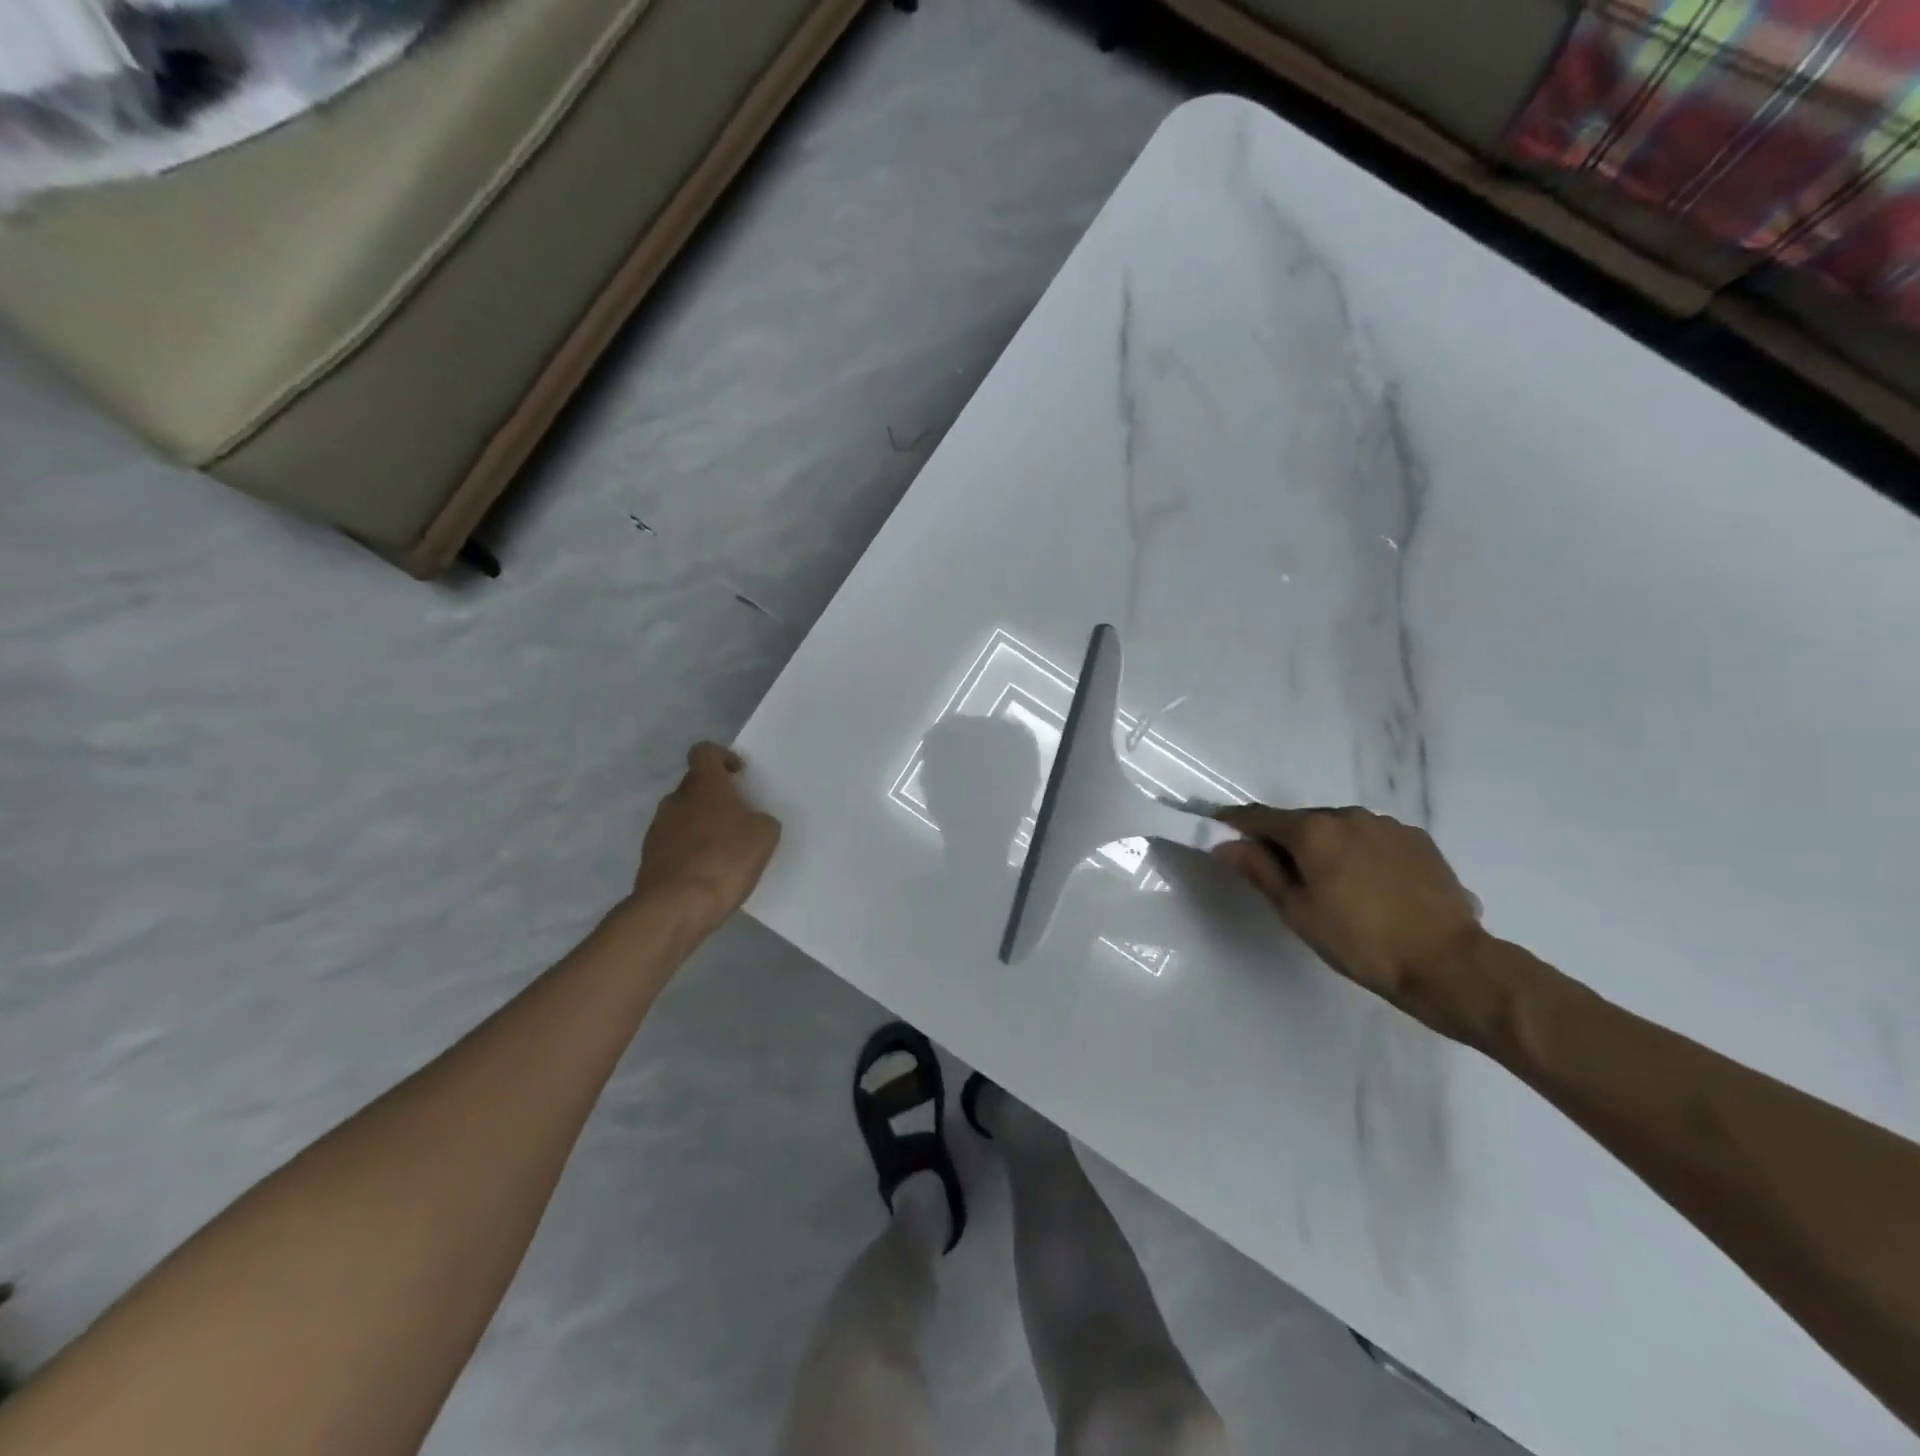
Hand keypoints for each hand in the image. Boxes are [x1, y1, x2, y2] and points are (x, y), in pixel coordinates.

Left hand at [631, 744, 781, 934]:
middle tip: (739, 817)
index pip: (704, 752)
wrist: (676, 907)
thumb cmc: (725, 860)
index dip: (722, 757)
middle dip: (715, 797)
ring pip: (683, 817)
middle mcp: (675, 800)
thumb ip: (760, 820)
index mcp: (704, 785)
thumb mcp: (764, 836)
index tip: (738, 774)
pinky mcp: (650, 859)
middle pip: (695, 787)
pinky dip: (691, 852)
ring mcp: (657, 829)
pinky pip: (675, 845)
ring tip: (725, 850)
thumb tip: (752, 822)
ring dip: (702, 826)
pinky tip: (709, 873)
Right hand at [1213, 805, 1489, 1041]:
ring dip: (1326, 847)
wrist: (1449, 963)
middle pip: (1302, 822)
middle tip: (1282, 875)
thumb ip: (1260, 871)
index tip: (1218, 828)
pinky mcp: (1418, 840)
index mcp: (1313, 830)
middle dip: (1286, 841)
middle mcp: (1348, 815)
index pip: (1260, 817)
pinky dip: (1361, 854)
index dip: (1235, 822)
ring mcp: (1387, 825)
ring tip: (1334, 886)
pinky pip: (1373, 839)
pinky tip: (1371, 887)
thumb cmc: (1360, 942)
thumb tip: (1226, 845)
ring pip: (1340, 829)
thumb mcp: (1298, 912)